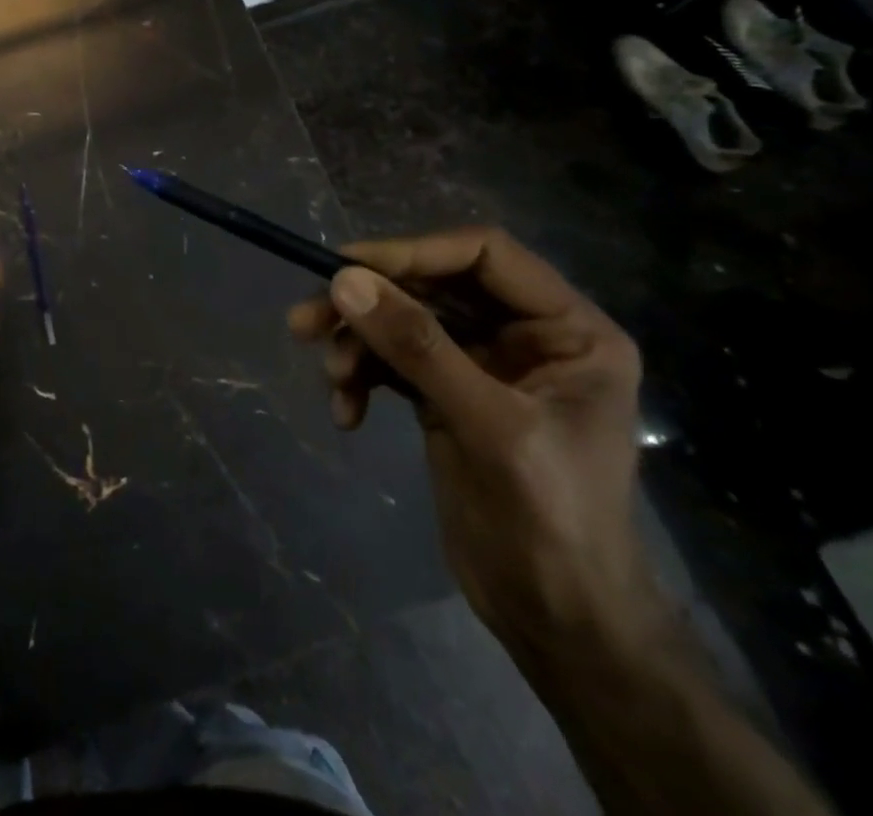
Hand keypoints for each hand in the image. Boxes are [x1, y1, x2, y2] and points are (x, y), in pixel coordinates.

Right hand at [288, 228, 659, 661]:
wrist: (557, 620)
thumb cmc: (551, 519)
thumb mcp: (488, 425)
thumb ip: (417, 347)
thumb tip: (343, 280)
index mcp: (566, 329)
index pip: (484, 254)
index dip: (413, 252)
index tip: (344, 266)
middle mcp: (524, 335)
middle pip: (431, 286)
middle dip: (369, 303)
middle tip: (306, 320)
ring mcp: (481, 364)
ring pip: (402, 321)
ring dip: (357, 343)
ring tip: (331, 377)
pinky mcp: (445, 393)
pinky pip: (391, 362)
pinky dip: (362, 379)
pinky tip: (347, 414)